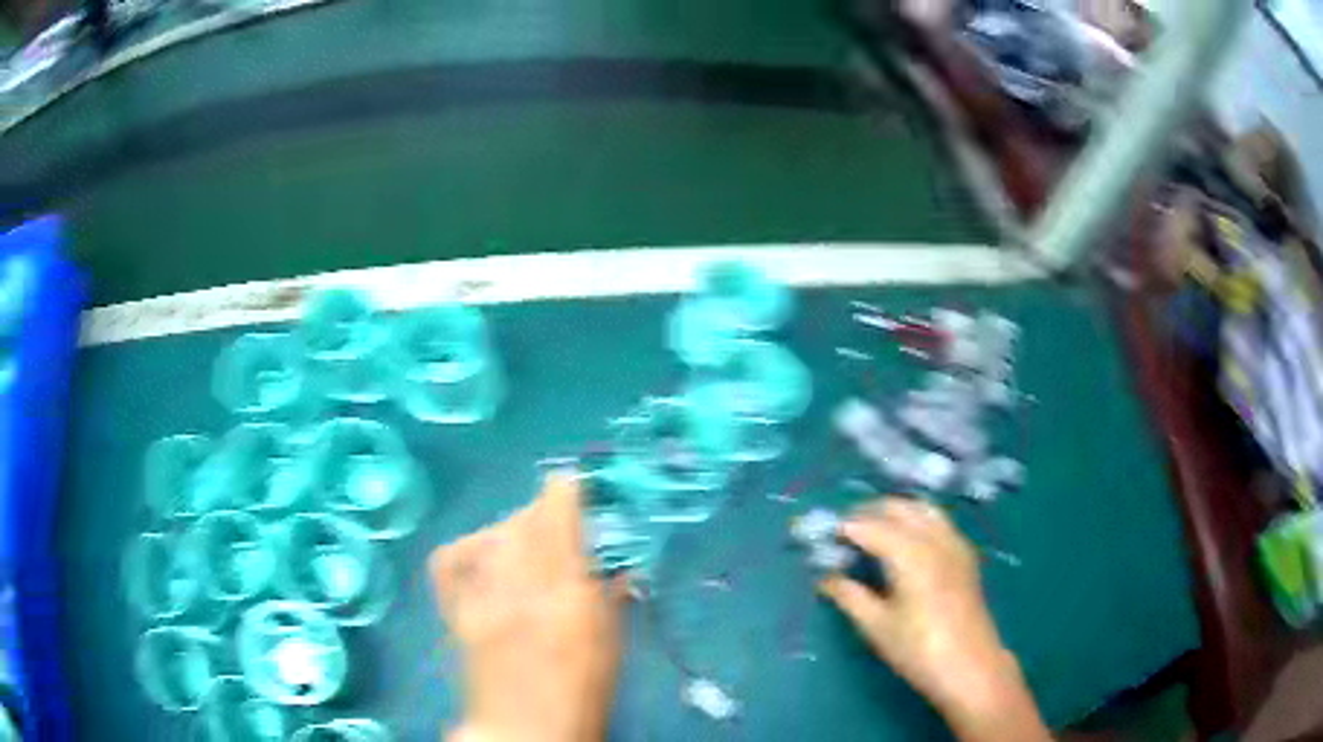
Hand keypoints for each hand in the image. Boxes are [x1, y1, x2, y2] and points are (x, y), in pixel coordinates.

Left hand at [430, 473, 626, 741]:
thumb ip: (611, 598)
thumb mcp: (611, 647)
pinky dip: (470, 547)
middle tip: (560, 516)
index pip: (561, 522)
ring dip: (515, 525)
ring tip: (528, 537)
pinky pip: (452, 560)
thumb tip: (616, 564)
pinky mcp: (458, 613)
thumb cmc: (581, 696)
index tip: (574, 483)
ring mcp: (483, 600)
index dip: (566, 492)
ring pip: (494, 535)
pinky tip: (486, 552)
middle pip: (525, 521)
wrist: (524, 731)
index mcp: (569, 599)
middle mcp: (521, 590)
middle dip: (544, 508)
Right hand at [819, 499, 1049, 741]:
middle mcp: (934, 538)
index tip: (825, 536)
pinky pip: (939, 521)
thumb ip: (850, 596)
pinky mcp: (965, 554)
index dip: (846, 527)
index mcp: (910, 553)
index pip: (871, 526)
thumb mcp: (877, 626)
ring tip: (874, 529)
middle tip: (845, 532)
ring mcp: (954, 543)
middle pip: (899, 508)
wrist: (970, 665)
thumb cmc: (918, 649)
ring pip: (922, 508)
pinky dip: (918, 519)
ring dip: (896, 511)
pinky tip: (908, 540)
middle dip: (869, 512)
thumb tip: (826, 579)